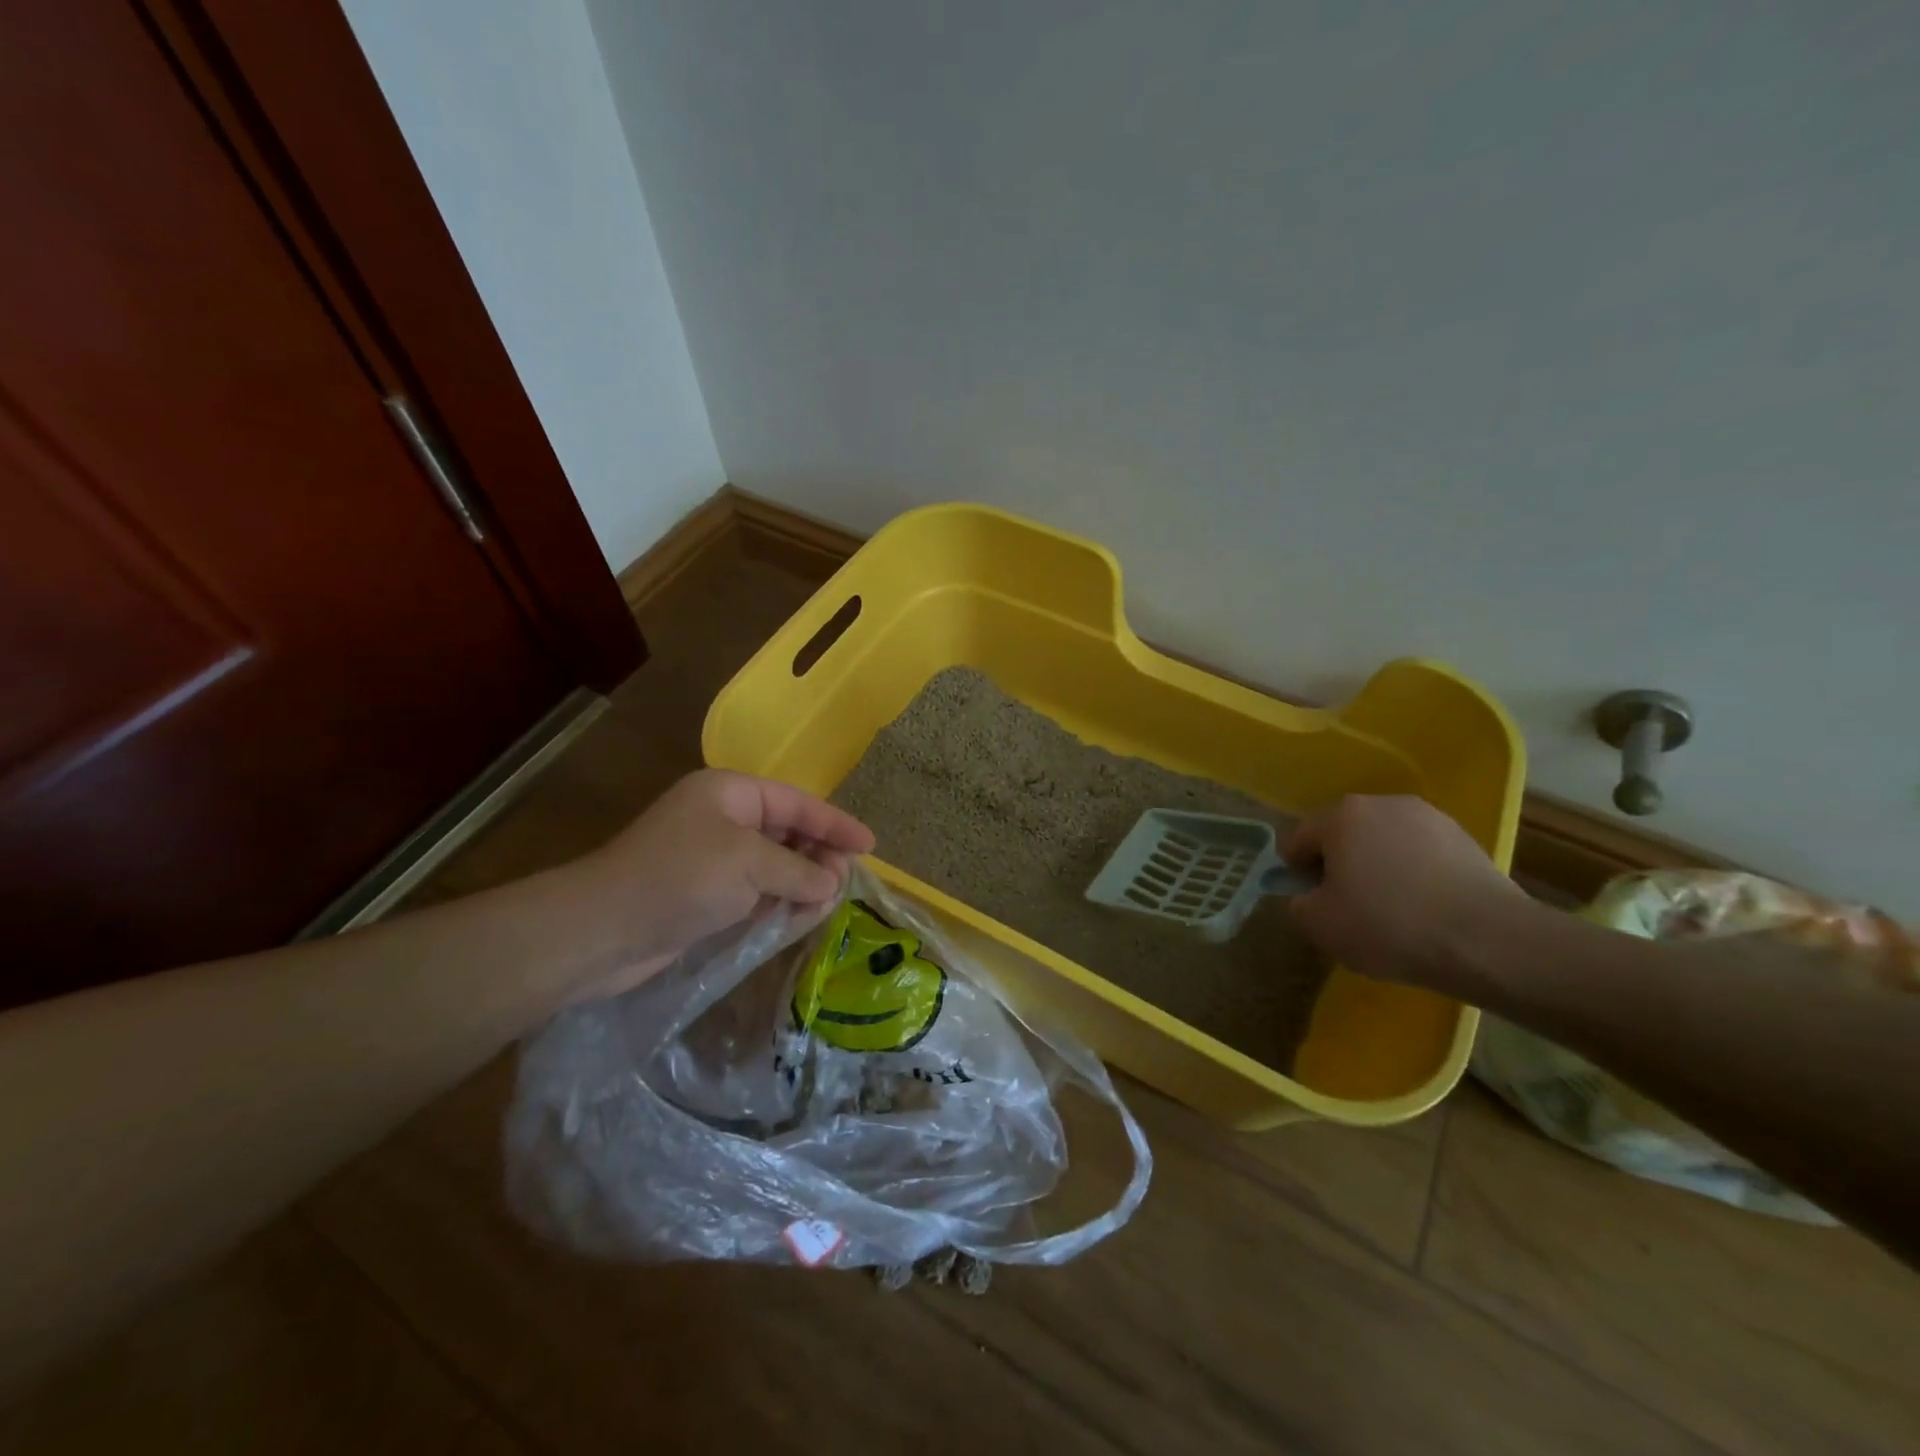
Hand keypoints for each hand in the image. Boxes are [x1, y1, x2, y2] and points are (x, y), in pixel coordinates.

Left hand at [564, 769, 874, 999]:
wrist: (602, 930)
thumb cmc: (680, 878)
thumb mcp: (750, 864)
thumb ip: (799, 870)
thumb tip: (832, 883)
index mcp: (731, 793)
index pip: (797, 803)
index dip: (836, 823)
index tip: (870, 845)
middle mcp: (723, 819)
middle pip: (787, 833)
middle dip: (818, 857)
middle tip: (842, 883)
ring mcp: (712, 858)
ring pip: (774, 866)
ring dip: (800, 884)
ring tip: (823, 906)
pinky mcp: (704, 895)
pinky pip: (755, 892)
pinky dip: (777, 903)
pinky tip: (796, 919)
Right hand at [1283, 795, 1523, 985]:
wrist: (1487, 940)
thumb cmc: (1388, 925)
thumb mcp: (1320, 925)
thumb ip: (1299, 904)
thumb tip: (1309, 897)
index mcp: (1340, 816)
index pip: (1299, 839)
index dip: (1296, 871)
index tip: (1310, 901)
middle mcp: (1381, 803)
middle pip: (1343, 834)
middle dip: (1339, 864)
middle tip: (1346, 905)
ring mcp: (1428, 817)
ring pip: (1384, 841)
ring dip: (1378, 866)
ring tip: (1390, 909)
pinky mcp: (1464, 837)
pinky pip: (1420, 853)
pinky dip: (1413, 873)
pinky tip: (1424, 907)